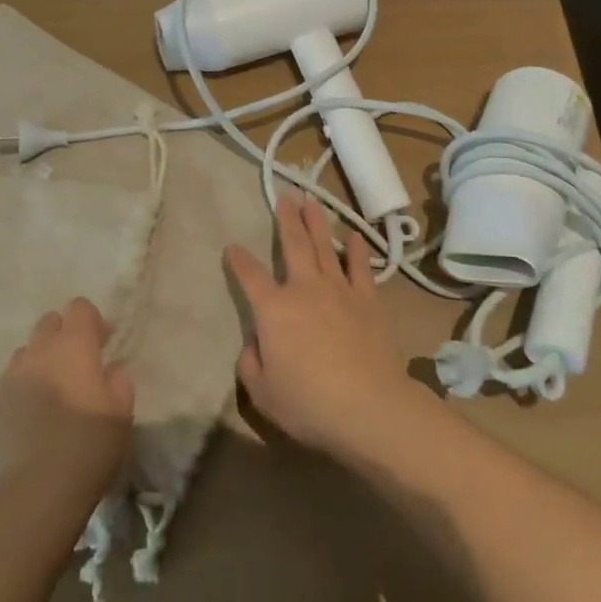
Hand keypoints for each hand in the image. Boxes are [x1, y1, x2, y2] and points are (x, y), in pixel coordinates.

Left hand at [0, 298, 134, 507]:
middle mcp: (39, 351)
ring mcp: (9, 376)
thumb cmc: (88, 446)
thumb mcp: (122, 413)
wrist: (35, 492)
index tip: (101, 344)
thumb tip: (110, 370)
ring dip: (39, 362)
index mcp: (74, 346)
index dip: (91, 322)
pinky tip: (28, 419)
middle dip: (63, 335)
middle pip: (49, 323)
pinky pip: (7, 383)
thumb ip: (119, 382)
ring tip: (49, 393)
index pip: (80, 307)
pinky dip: (20, 390)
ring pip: (26, 353)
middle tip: (76, 366)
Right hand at [226, 192, 426, 462]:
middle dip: (287, 218)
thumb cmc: (308, 403)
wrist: (368, 406)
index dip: (239, 261)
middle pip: (293, 245)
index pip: (250, 277)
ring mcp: (339, 290)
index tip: (232, 246)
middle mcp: (304, 289)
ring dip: (317, 223)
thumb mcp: (262, 392)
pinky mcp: (368, 300)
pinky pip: (361, 268)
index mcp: (274, 309)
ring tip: (312, 202)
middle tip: (285, 195)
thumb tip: (255, 343)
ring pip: (325, 247)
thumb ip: (251, 363)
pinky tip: (355, 237)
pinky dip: (358, 250)